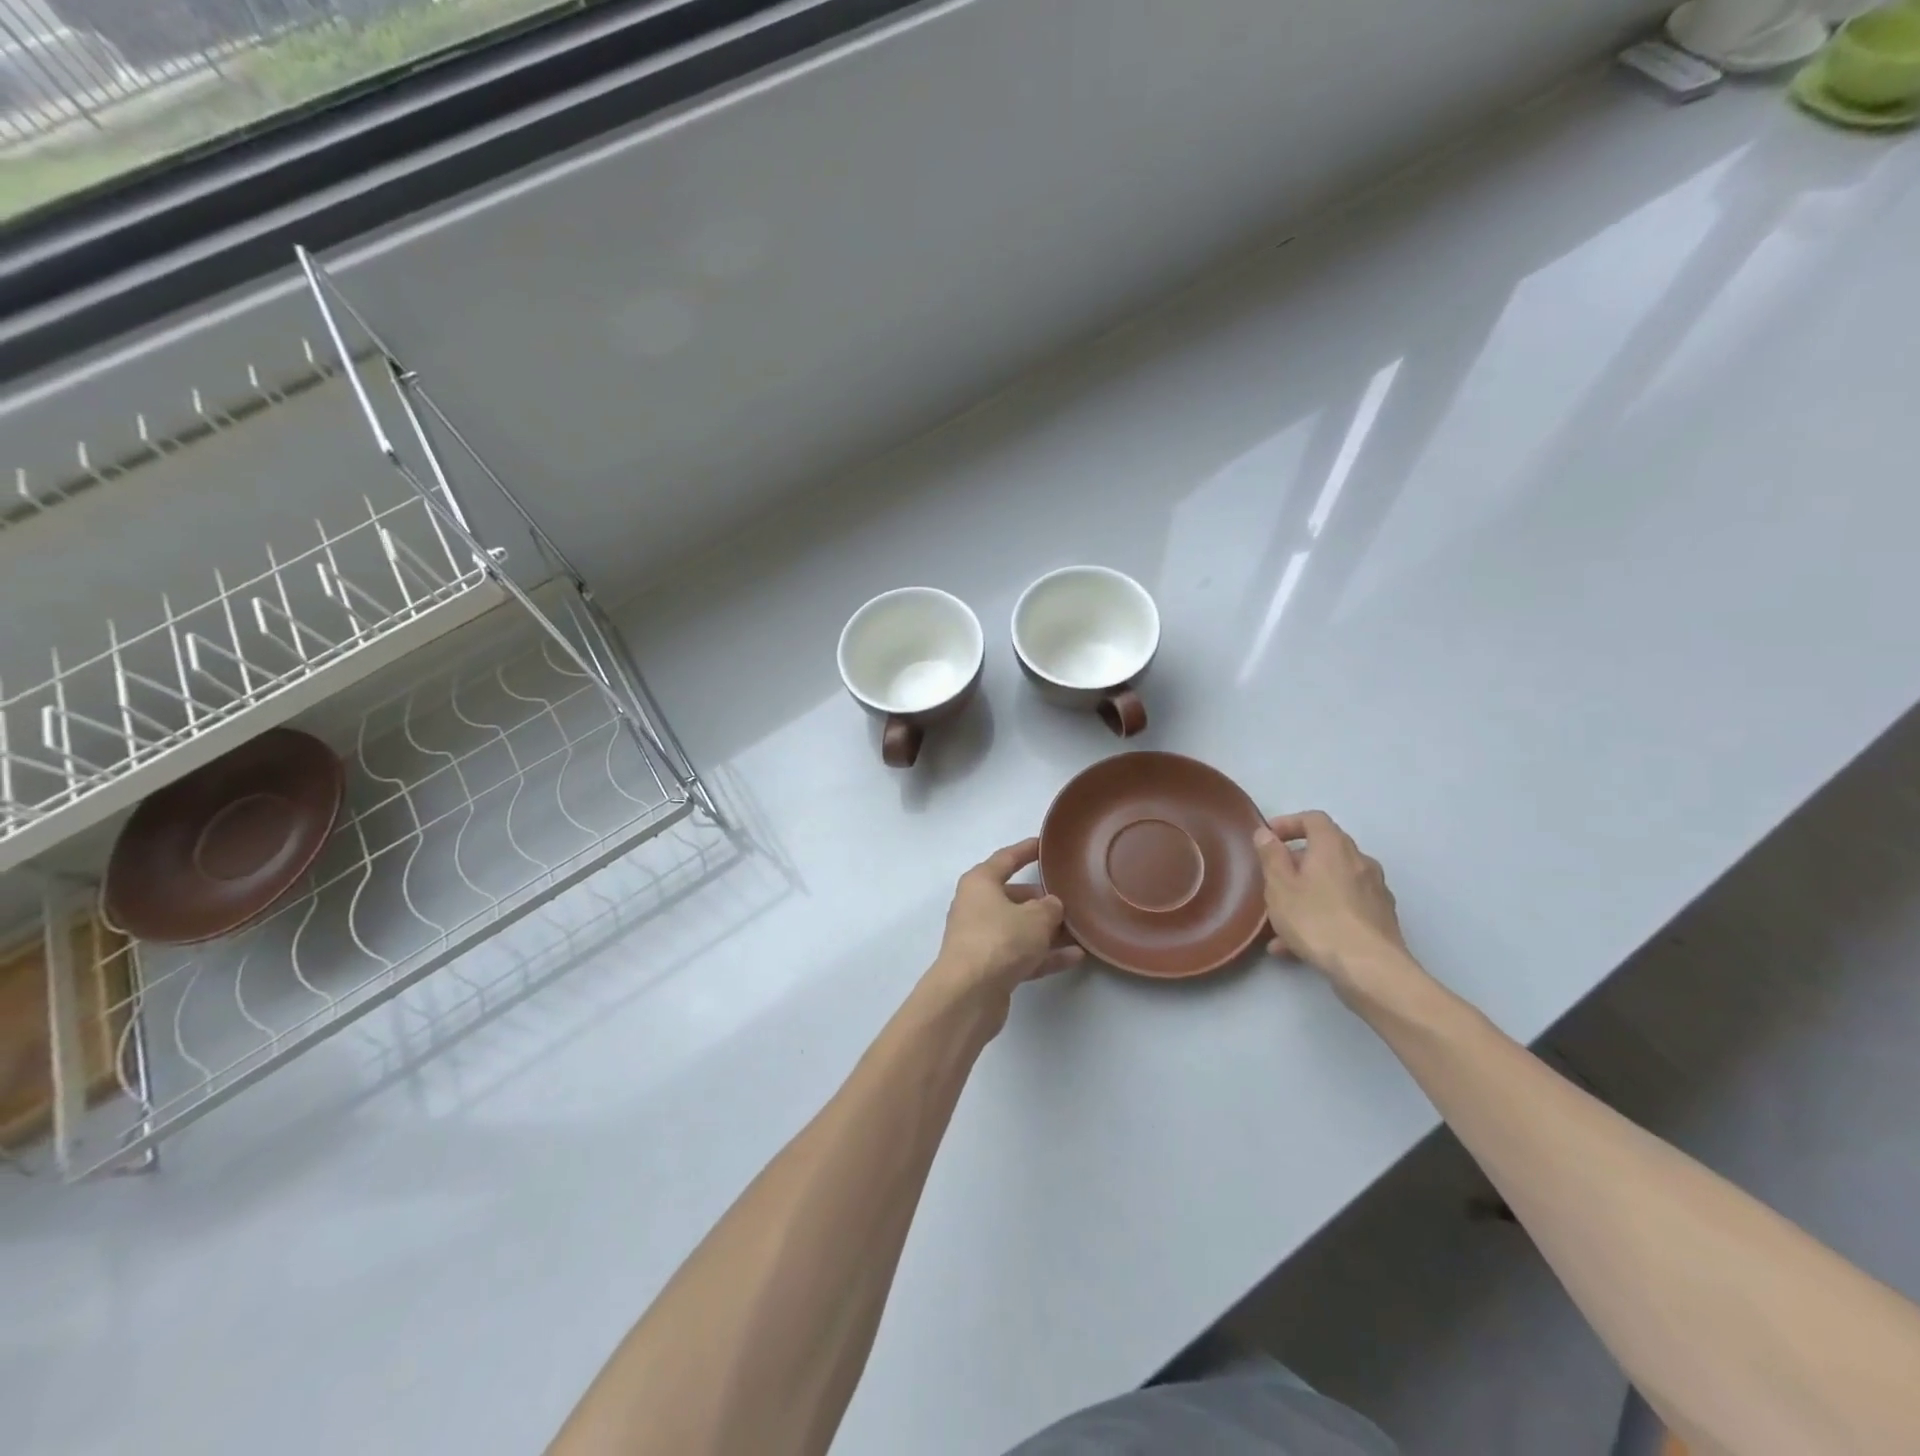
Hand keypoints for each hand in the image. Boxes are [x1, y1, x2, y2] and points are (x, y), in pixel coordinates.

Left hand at [925, 839, 1082, 1028]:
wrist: (969, 995)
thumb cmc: (1000, 940)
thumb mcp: (1035, 917)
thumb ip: (1050, 907)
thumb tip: (1051, 906)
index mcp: (980, 883)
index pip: (1006, 858)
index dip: (1027, 850)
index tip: (1045, 845)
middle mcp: (976, 907)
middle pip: (1013, 896)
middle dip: (1042, 899)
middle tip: (1070, 897)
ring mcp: (981, 939)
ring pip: (1019, 928)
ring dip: (1047, 930)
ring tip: (1080, 929)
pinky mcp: (988, 968)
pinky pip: (1021, 954)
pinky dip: (1044, 955)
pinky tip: (1075, 957)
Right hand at [1254, 811, 1409, 988]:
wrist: (1370, 969)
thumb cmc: (1317, 920)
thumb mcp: (1280, 886)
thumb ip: (1271, 856)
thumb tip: (1266, 833)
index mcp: (1334, 847)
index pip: (1313, 819)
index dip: (1289, 823)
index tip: (1268, 838)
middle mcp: (1360, 862)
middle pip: (1325, 851)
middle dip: (1296, 862)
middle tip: (1273, 880)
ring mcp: (1375, 891)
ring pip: (1333, 883)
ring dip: (1307, 893)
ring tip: (1280, 921)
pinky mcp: (1381, 919)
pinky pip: (1343, 908)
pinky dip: (1322, 915)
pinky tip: (1296, 945)